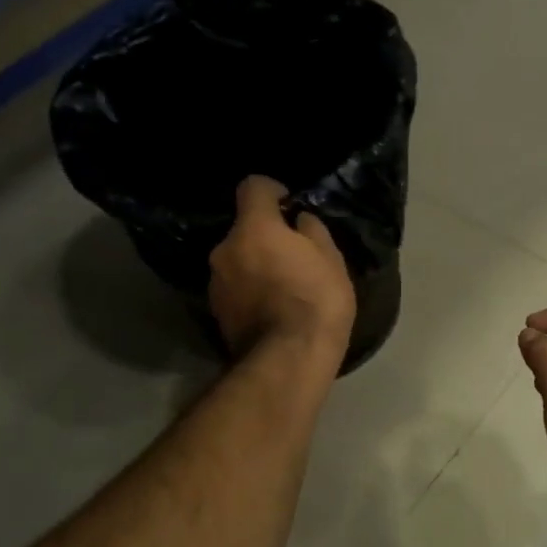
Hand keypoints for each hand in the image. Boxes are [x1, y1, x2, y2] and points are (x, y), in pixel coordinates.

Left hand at [209, 176, 354, 366]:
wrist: (288, 360)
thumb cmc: (316, 301)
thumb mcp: (331, 259)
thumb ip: (311, 231)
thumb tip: (299, 221)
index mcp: (253, 228)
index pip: (253, 186)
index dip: (273, 192)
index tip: (289, 207)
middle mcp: (225, 249)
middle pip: (243, 229)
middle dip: (264, 236)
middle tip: (293, 255)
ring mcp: (215, 283)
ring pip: (237, 260)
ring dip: (255, 265)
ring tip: (283, 287)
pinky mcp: (215, 313)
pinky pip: (235, 288)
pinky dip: (249, 291)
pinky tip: (272, 309)